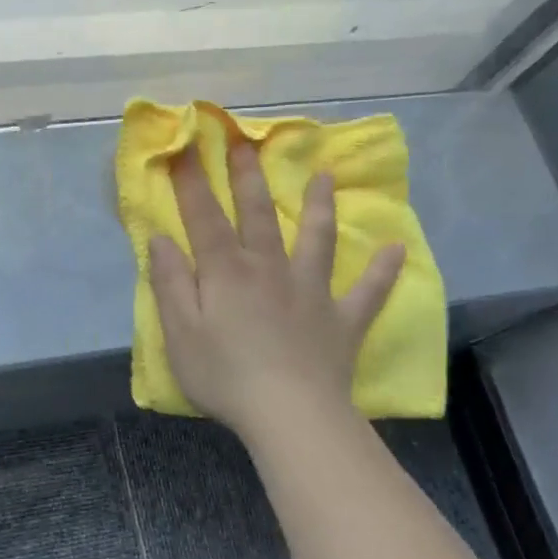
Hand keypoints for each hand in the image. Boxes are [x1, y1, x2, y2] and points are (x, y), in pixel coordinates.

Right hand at [149, 140, 403, 442]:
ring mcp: (311, 292)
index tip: (184, 148)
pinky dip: (382, 271)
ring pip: (317, 240)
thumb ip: (170, 283)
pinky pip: (367, 292)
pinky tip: (396, 250)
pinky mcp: (341, 321)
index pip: (204, 218)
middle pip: (259, 216)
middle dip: (249, 178)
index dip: (191, 183)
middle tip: (247, 143)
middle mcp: (270, 270)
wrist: (291, 415)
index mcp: (227, 273)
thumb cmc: (225, 376)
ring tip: (325, 177)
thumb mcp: (180, 333)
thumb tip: (161, 239)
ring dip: (319, 207)